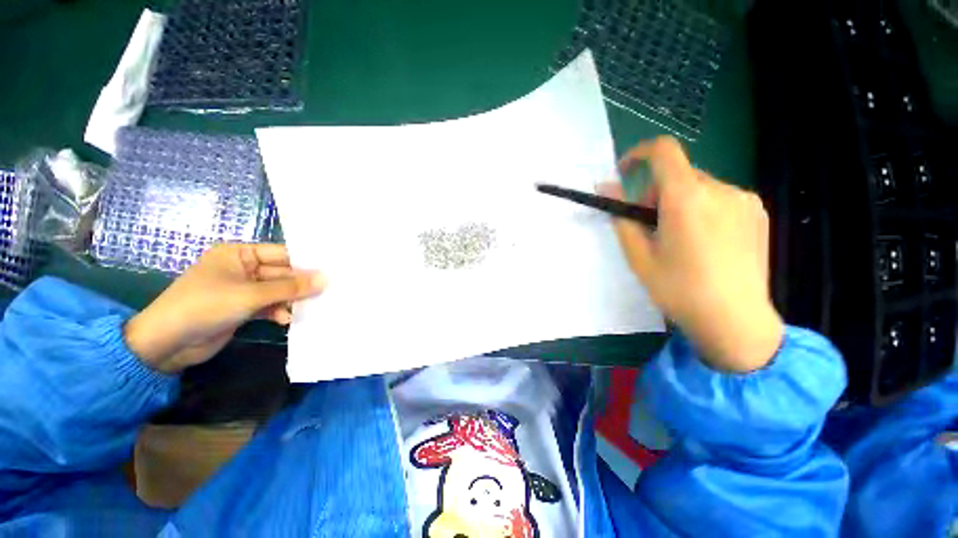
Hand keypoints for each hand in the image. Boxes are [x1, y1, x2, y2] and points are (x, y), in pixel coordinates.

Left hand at [125, 244, 325, 373]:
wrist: (166, 344)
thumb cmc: (205, 306)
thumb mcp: (251, 295)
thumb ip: (290, 287)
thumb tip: (326, 279)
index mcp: (239, 255)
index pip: (281, 254)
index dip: (306, 262)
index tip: (332, 270)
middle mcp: (242, 269)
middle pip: (281, 274)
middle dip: (300, 285)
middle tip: (327, 292)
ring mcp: (242, 290)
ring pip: (277, 291)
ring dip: (291, 300)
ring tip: (309, 308)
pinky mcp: (241, 308)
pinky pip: (269, 305)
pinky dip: (278, 312)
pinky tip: (286, 320)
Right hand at [600, 137, 782, 371]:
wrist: (735, 320)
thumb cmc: (679, 289)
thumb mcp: (639, 256)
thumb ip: (622, 217)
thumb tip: (606, 188)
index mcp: (686, 198)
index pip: (663, 151)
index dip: (638, 154)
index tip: (625, 172)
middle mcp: (720, 189)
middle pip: (678, 174)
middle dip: (654, 193)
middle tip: (648, 227)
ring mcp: (744, 199)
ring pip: (698, 187)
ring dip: (678, 202)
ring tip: (677, 239)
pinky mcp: (758, 212)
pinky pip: (719, 197)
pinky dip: (701, 208)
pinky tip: (703, 242)